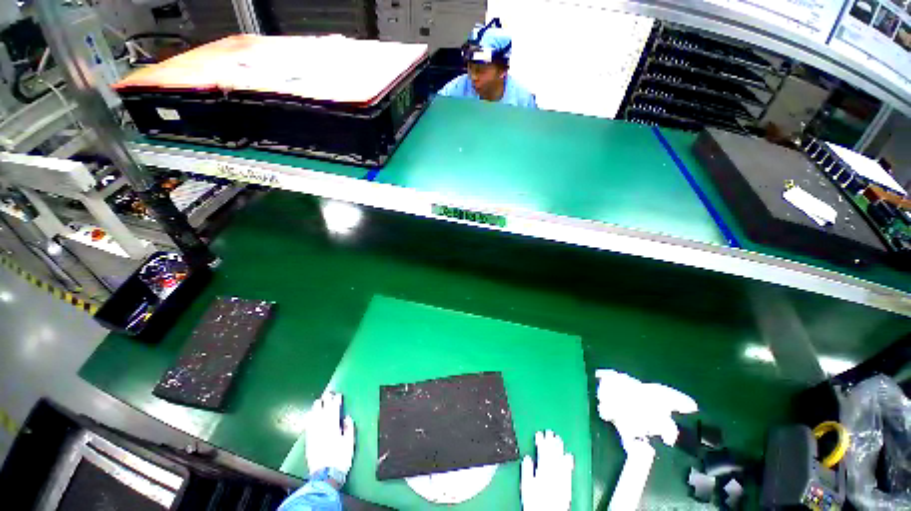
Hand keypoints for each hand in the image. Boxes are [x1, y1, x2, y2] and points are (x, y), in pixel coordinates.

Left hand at [305, 392, 354, 483]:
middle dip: (326, 400)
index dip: (336, 400)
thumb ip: (348, 428)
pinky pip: (308, 425)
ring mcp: (314, 433)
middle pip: (322, 409)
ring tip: (319, 401)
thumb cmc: (340, 459)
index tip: (339, 394)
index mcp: (333, 426)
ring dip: (317, 407)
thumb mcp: (349, 443)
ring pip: (313, 415)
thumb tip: (347, 417)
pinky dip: (310, 417)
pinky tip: (310, 414)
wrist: (325, 476)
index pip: (334, 408)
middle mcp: (322, 427)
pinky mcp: (309, 440)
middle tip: (329, 393)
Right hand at [521, 430, 573, 510]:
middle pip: (551, 455)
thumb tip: (527, 457)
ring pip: (560, 460)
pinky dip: (568, 462)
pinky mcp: (567, 486)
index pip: (541, 453)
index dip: (541, 442)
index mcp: (541, 472)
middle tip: (550, 431)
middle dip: (550, 442)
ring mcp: (560, 479)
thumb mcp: (526, 486)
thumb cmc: (534, 503)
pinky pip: (568, 471)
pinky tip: (569, 455)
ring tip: (559, 438)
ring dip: (559, 449)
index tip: (539, 432)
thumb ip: (526, 471)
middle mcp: (551, 474)